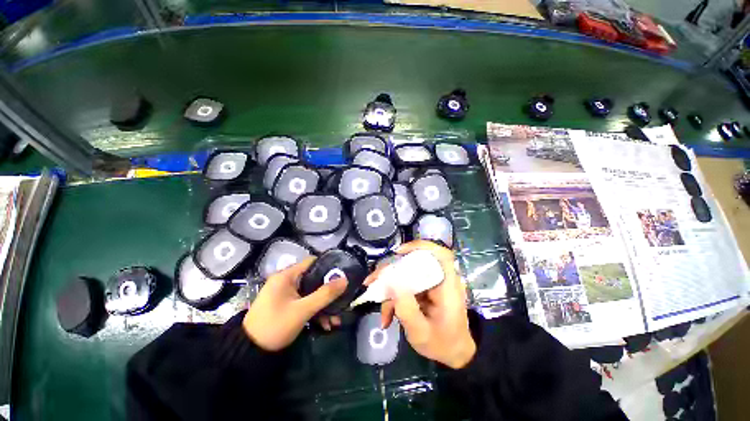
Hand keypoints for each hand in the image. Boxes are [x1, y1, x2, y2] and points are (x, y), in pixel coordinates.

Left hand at [243, 257, 347, 350]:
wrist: (249, 354)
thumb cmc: (275, 325)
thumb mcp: (302, 310)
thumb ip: (325, 294)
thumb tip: (345, 279)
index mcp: (286, 276)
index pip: (312, 262)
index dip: (328, 266)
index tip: (343, 274)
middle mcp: (287, 282)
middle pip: (314, 279)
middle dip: (329, 292)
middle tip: (342, 299)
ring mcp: (287, 295)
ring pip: (312, 294)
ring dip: (324, 306)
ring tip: (336, 320)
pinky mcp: (288, 306)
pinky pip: (306, 304)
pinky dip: (316, 312)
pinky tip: (326, 325)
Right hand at [364, 241, 475, 368]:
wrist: (453, 354)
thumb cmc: (443, 344)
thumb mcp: (422, 333)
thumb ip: (407, 310)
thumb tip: (390, 283)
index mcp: (447, 286)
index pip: (440, 254)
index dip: (420, 247)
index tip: (398, 252)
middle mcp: (439, 279)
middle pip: (414, 263)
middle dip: (390, 271)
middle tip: (372, 281)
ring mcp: (430, 283)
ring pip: (405, 274)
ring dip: (389, 288)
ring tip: (381, 310)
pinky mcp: (423, 289)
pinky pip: (405, 285)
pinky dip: (394, 298)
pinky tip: (387, 315)